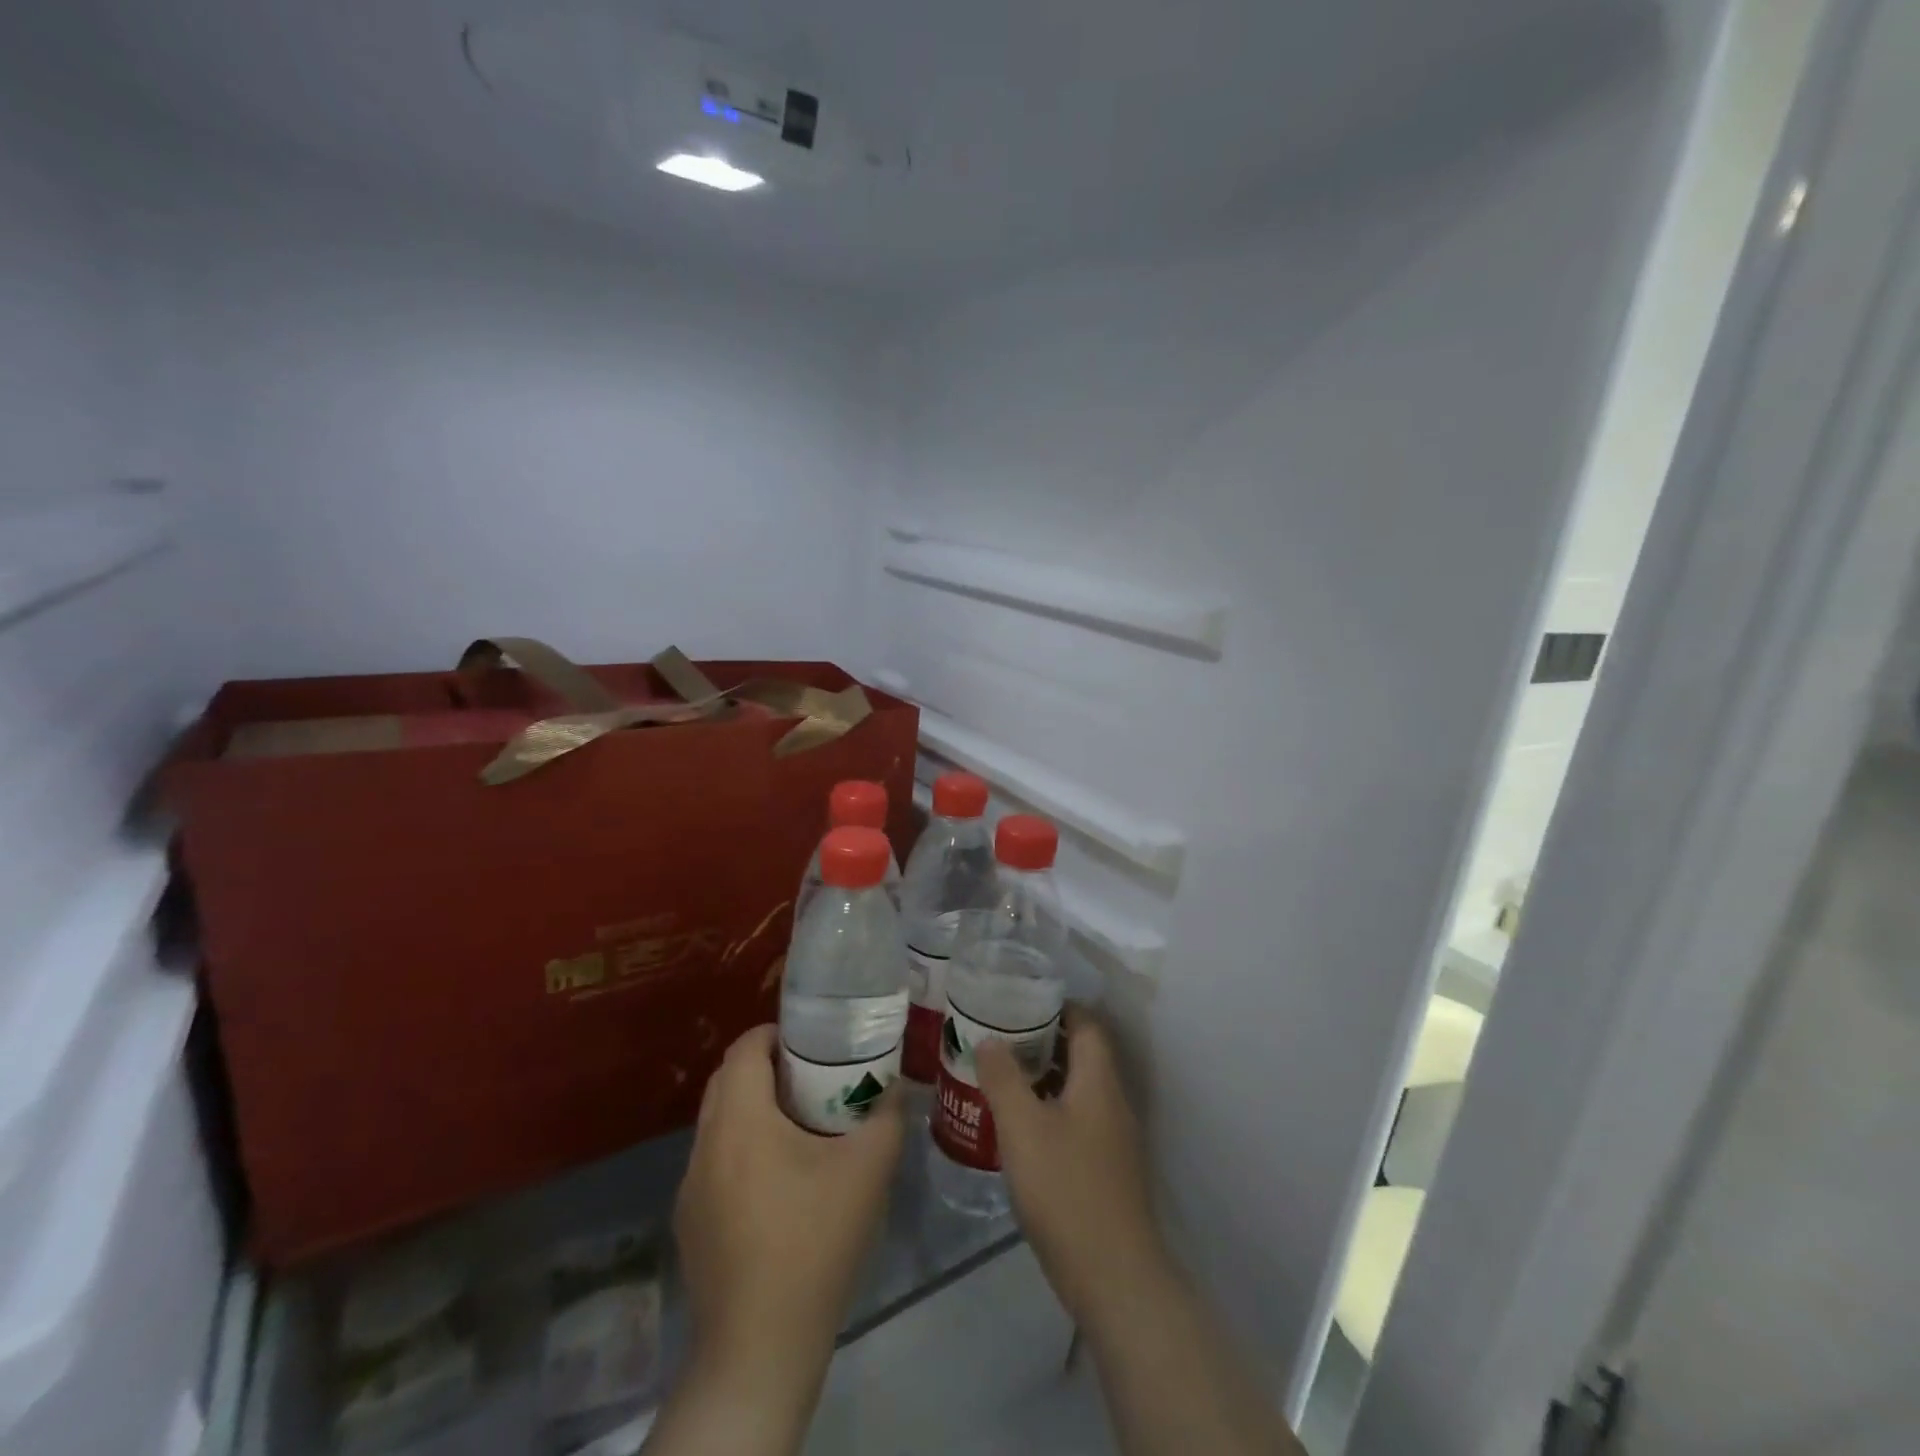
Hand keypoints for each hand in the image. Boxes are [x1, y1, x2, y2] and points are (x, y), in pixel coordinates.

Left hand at [674, 1024, 904, 1382]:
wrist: (760, 1348)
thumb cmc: (813, 1242)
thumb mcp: (868, 1170)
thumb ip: (887, 1116)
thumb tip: (897, 1088)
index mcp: (739, 1120)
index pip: (744, 1048)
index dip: (777, 1034)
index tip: (814, 1042)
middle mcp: (704, 1145)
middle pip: (727, 1081)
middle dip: (767, 1067)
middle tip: (814, 1076)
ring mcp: (691, 1188)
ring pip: (719, 1124)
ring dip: (753, 1110)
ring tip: (801, 1126)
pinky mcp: (690, 1224)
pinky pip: (715, 1163)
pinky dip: (742, 1150)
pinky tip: (780, 1184)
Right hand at [975, 1008, 1170, 1324]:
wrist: (1114, 1277)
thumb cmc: (1066, 1189)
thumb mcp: (1023, 1127)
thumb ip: (1003, 1078)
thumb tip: (988, 1039)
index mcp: (1099, 1081)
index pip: (1087, 1024)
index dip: (1057, 1007)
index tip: (1020, 1002)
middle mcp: (1112, 1102)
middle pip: (1083, 1055)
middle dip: (1044, 1041)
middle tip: (1001, 1038)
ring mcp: (1114, 1139)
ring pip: (1079, 1090)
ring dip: (1045, 1078)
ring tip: (1002, 1077)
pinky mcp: (1107, 1171)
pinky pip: (1078, 1121)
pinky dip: (1051, 1111)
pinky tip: (1020, 1129)